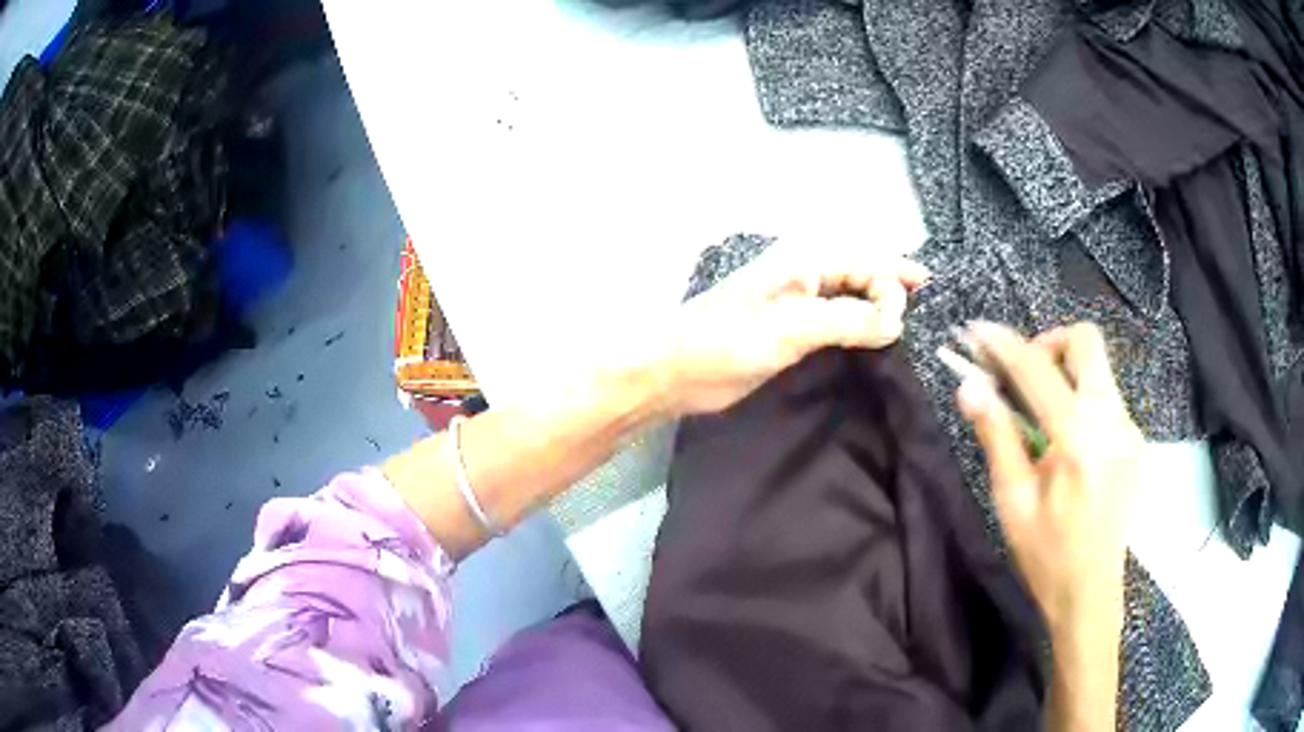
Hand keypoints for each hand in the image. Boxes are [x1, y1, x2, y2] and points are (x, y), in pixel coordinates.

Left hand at [659, 240, 929, 415]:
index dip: (897, 275)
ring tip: (909, 327)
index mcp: (803, 262)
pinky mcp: (790, 332)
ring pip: (850, 298)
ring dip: (877, 309)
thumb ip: (846, 321)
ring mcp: (796, 304)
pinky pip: (836, 322)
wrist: (673, 372)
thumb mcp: (790, 328)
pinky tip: (874, 342)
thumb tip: (898, 320)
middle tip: (924, 312)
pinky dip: (858, 329)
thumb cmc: (725, 342)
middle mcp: (803, 276)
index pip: (865, 260)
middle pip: (861, 275)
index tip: (926, 300)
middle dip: (892, 289)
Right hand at [958, 322, 1137, 730]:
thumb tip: (970, 387)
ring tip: (1038, 414)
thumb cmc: (1046, 555)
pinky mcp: (1133, 439)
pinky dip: (1079, 397)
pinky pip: (1105, 396)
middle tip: (1022, 376)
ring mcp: (1129, 428)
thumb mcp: (1012, 501)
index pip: (1037, 369)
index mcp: (1078, 439)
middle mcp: (1111, 420)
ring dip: (1064, 373)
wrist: (1090, 593)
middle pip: (1085, 343)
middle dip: (1048, 345)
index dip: (1003, 345)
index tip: (976, 333)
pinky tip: (1063, 439)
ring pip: (1097, 368)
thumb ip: (996, 436)